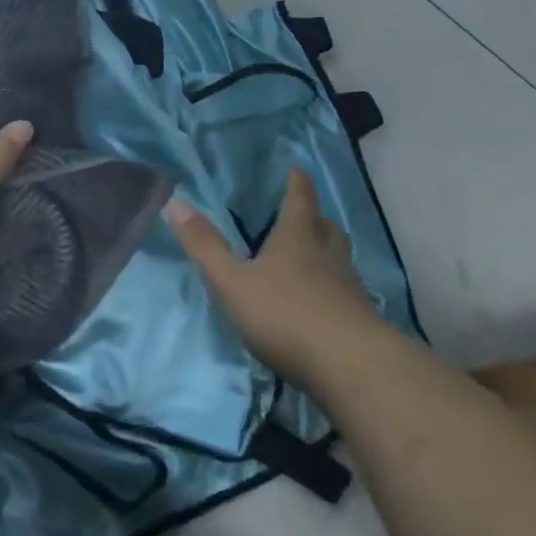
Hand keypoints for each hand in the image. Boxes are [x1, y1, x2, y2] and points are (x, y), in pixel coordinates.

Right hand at [163, 168, 378, 388]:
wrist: (352, 368)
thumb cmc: (286, 314)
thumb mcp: (232, 281)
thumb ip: (205, 246)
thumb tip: (175, 202)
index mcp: (297, 236)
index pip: (300, 198)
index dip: (297, 182)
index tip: (296, 168)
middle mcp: (327, 253)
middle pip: (324, 226)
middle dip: (313, 216)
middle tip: (303, 212)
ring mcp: (349, 287)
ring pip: (339, 257)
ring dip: (326, 250)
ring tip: (312, 254)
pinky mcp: (361, 319)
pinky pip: (346, 290)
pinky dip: (334, 287)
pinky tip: (323, 301)